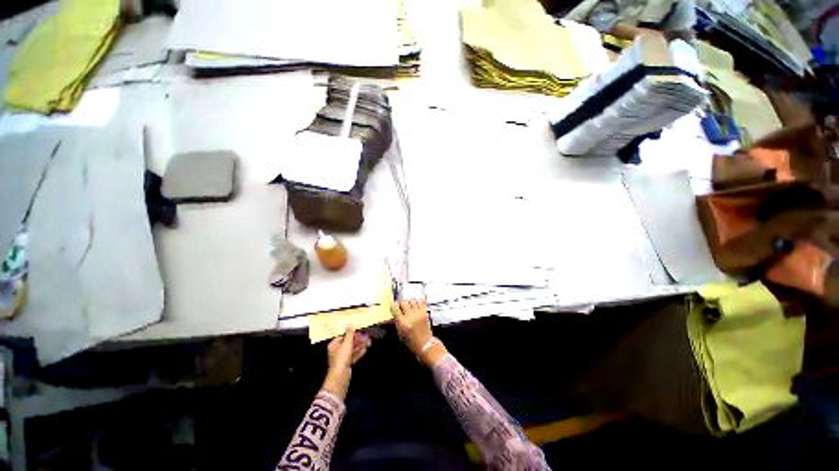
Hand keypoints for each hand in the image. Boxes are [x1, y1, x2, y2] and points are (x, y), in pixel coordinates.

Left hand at [322, 327, 370, 399]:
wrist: (340, 377)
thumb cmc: (341, 358)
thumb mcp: (346, 343)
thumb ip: (349, 334)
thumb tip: (350, 325)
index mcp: (334, 345)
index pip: (343, 336)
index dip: (352, 334)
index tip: (359, 332)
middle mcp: (337, 350)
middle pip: (349, 342)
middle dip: (358, 340)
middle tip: (367, 337)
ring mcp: (342, 358)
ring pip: (353, 349)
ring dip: (360, 345)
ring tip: (369, 342)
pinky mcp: (347, 363)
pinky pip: (354, 355)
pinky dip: (359, 352)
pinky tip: (366, 348)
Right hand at [392, 299, 446, 366]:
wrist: (425, 344)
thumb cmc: (410, 341)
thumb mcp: (400, 334)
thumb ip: (397, 323)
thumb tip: (394, 315)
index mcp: (402, 321)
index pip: (396, 308)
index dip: (393, 304)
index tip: (393, 302)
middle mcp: (409, 315)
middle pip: (404, 302)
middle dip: (401, 302)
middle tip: (401, 304)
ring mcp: (418, 312)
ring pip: (412, 301)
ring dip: (410, 302)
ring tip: (409, 304)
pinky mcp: (425, 312)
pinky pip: (421, 302)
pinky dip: (418, 301)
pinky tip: (417, 302)